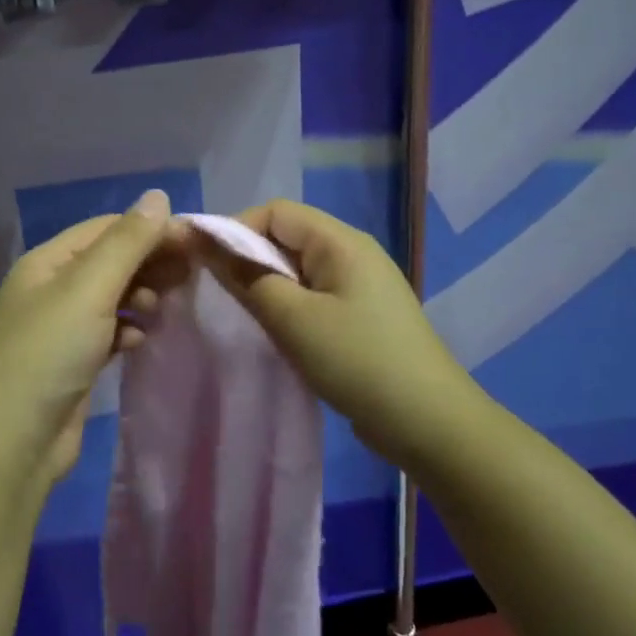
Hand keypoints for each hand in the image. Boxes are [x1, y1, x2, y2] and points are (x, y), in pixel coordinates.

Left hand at [0, 189, 175, 485]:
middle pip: (110, 261)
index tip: (194, 243)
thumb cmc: (49, 353)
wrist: (14, 443)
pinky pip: (108, 331)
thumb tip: (158, 196)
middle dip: (149, 263)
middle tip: (190, 275)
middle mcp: (50, 288)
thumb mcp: (88, 289)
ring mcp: (60, 327)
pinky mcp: (72, 362)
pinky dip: (127, 329)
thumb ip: (127, 242)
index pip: (106, 229)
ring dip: (140, 296)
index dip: (150, 230)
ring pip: (112, 297)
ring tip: (161, 308)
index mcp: (46, 262)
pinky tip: (140, 339)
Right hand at [187, 199, 473, 467]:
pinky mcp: (362, 314)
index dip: (235, 229)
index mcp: (341, 241)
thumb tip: (205, 242)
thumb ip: (246, 278)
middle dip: (248, 258)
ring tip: (245, 315)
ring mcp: (361, 284)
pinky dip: (289, 304)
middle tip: (219, 294)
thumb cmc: (357, 362)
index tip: (205, 264)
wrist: (430, 424)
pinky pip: (314, 293)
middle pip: (287, 236)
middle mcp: (353, 252)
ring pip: (299, 268)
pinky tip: (277, 332)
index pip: (275, 212)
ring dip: (268, 285)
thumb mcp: (293, 319)